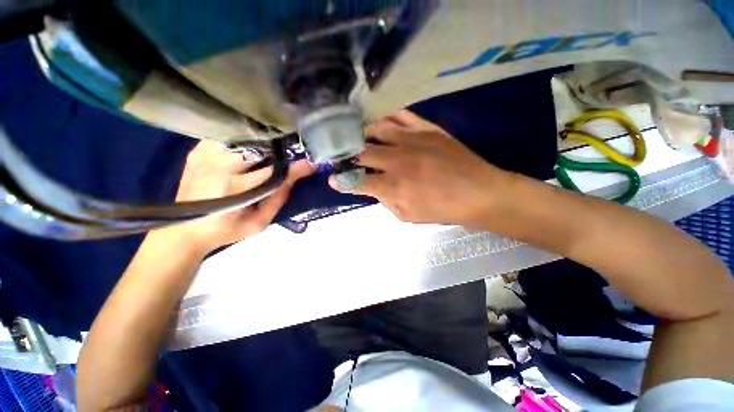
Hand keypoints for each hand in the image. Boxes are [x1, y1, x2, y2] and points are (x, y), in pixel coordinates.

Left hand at [153, 141, 313, 255]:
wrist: (183, 229)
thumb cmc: (225, 230)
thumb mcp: (258, 222)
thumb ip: (278, 199)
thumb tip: (295, 177)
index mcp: (235, 188)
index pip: (274, 171)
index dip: (295, 167)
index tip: (310, 164)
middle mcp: (219, 165)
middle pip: (260, 148)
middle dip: (281, 149)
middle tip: (295, 152)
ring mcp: (205, 154)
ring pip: (244, 137)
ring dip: (263, 141)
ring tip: (277, 147)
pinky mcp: (198, 150)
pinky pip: (227, 136)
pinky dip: (244, 138)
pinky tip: (252, 145)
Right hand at [329, 110, 508, 225]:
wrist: (478, 193)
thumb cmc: (441, 210)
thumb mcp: (407, 216)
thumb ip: (385, 200)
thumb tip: (372, 187)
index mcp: (392, 186)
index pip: (356, 181)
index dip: (341, 180)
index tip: (332, 178)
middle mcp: (396, 161)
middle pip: (361, 152)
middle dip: (346, 155)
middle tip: (342, 155)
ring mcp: (411, 140)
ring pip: (376, 128)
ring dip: (363, 134)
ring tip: (361, 139)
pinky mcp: (426, 128)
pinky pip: (399, 114)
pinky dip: (386, 118)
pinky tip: (382, 125)